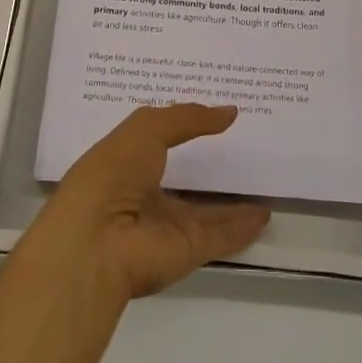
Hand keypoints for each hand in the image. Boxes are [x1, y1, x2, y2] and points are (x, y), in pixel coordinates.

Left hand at [26, 104, 269, 300]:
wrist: (97, 243)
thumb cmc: (112, 173)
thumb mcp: (145, 129)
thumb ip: (186, 118)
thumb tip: (229, 112)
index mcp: (125, 164)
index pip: (157, 143)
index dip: (181, 128)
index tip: (210, 115)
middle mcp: (145, 196)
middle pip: (183, 181)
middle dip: (206, 168)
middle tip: (243, 148)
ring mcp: (167, 226)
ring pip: (206, 212)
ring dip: (231, 203)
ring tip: (262, 184)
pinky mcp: (188, 250)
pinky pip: (221, 236)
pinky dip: (243, 228)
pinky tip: (264, 215)